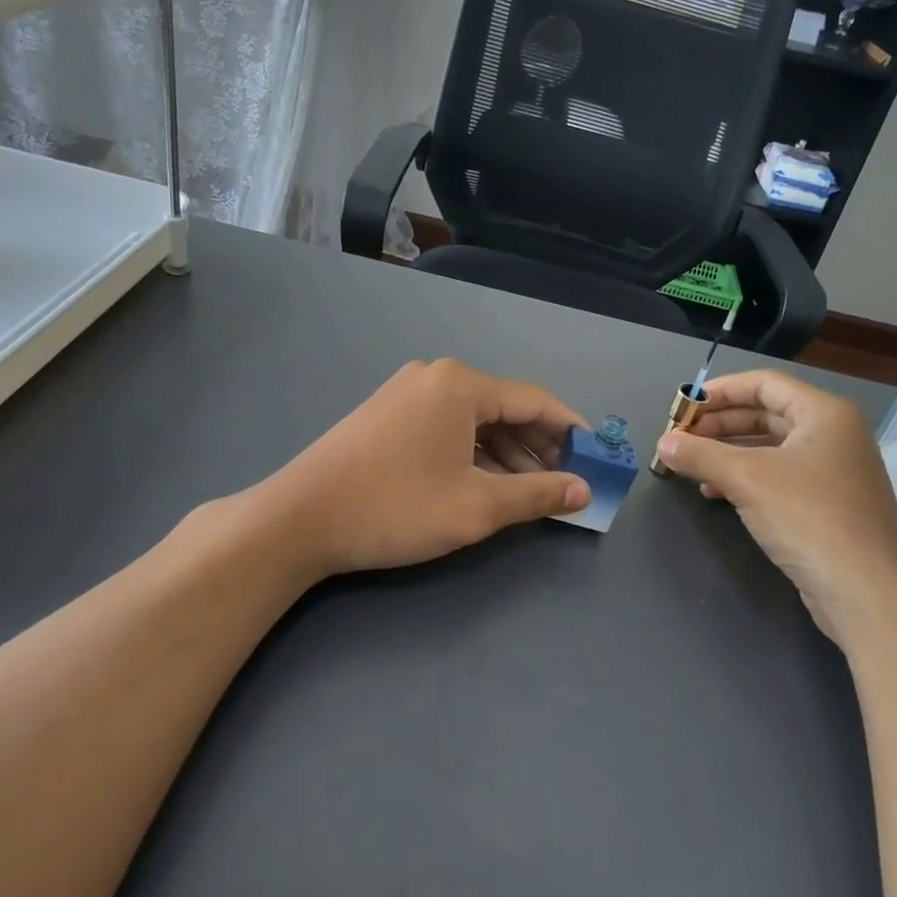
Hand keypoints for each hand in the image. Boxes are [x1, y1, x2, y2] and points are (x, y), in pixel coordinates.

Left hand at [260, 358, 590, 577]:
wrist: (299, 519)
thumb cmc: (396, 507)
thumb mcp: (476, 506)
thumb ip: (537, 494)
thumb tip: (583, 491)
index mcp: (461, 384)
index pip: (536, 401)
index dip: (572, 430)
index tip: (597, 458)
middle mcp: (436, 377)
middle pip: (505, 407)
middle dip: (540, 445)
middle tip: (565, 482)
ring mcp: (406, 393)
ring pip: (475, 419)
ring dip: (508, 453)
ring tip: (530, 491)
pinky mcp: (386, 415)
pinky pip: (447, 426)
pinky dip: (474, 452)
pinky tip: (485, 483)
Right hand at [653, 370, 896, 643]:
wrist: (865, 592)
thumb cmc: (808, 517)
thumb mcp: (747, 479)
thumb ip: (700, 454)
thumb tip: (662, 443)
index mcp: (824, 413)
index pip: (764, 383)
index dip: (720, 391)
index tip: (683, 406)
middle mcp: (834, 434)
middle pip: (766, 414)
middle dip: (720, 424)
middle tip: (681, 438)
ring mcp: (834, 471)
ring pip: (770, 448)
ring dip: (728, 453)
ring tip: (691, 465)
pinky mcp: (828, 505)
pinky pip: (779, 477)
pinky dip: (746, 479)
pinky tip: (715, 494)